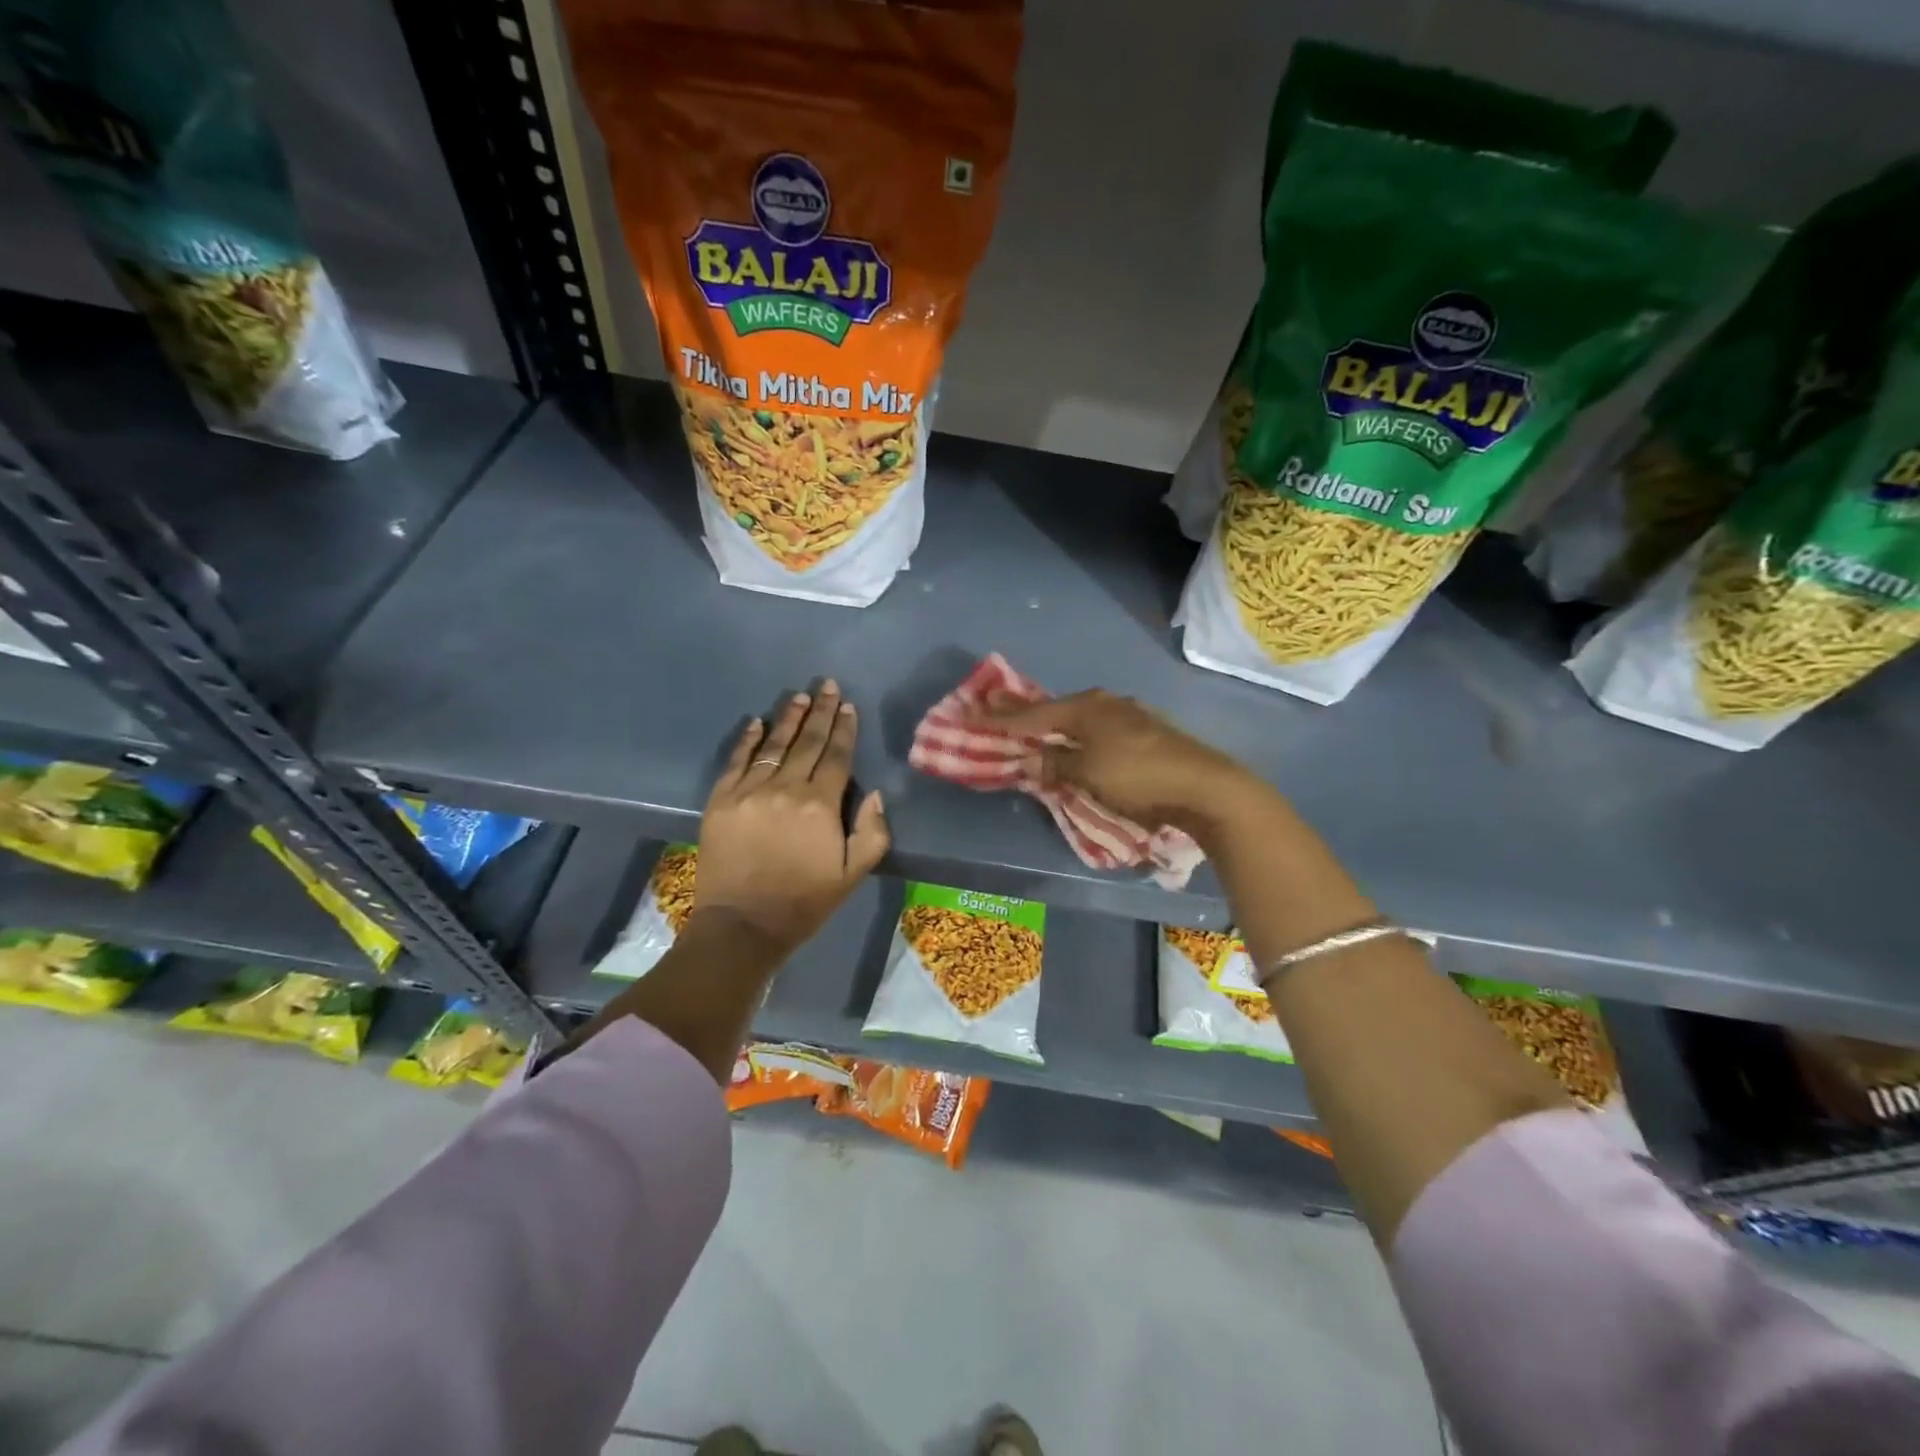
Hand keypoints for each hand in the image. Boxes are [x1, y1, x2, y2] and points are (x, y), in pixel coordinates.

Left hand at [694, 680, 889, 952]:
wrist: (742, 925)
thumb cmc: (804, 902)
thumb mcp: (853, 874)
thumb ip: (872, 832)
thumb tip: (875, 794)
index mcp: (820, 805)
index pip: (836, 756)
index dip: (844, 729)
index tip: (848, 706)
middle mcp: (785, 789)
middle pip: (807, 742)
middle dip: (821, 712)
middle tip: (827, 686)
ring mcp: (749, 792)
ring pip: (773, 745)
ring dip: (788, 719)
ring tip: (799, 696)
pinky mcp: (721, 800)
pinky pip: (736, 761)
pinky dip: (747, 740)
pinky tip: (756, 722)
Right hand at [981, 689, 1257, 833]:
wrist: (1204, 786)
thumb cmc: (1137, 776)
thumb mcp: (1087, 773)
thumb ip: (1055, 763)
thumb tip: (1034, 758)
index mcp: (1086, 708)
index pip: (1032, 714)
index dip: (1000, 718)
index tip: (972, 714)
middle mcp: (1106, 703)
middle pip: (1056, 710)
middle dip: (1027, 714)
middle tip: (997, 711)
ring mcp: (1130, 715)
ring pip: (1080, 719)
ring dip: (1056, 726)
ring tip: (1035, 729)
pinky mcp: (1148, 732)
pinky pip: (1099, 730)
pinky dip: (1080, 736)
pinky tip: (1080, 742)